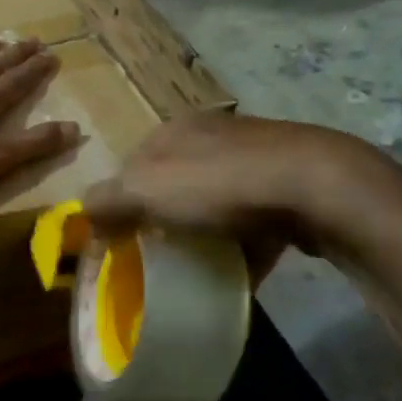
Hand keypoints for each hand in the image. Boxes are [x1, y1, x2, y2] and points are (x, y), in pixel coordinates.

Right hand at [82, 114, 401, 281]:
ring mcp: (258, 156)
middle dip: (165, 219)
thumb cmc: (220, 185)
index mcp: (175, 130)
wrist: (318, 187)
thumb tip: (82, 214)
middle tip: (160, 255)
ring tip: (200, 266)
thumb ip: (108, 201)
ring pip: (217, 201)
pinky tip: (242, 270)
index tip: (122, 240)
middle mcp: (214, 135)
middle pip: (175, 184)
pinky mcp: (293, 183)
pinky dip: (245, 243)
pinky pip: (256, 219)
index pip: (133, 166)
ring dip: (206, 231)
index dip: (122, 203)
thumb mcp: (146, 191)